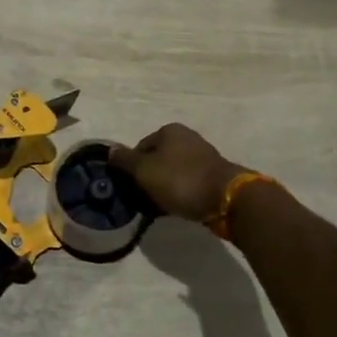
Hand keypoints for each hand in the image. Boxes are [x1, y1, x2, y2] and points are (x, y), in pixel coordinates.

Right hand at [109, 123, 246, 224]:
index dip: (132, 167)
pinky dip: (180, 192)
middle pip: (157, 158)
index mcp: (169, 130)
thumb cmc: (180, 180)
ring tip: (160, 205)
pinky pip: (188, 182)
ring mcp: (202, 155)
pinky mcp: (213, 174)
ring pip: (173, 171)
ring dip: (165, 186)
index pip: (140, 147)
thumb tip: (110, 149)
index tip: (131, 187)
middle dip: (149, 177)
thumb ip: (125, 160)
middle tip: (144, 198)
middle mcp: (186, 137)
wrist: (226, 198)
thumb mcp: (145, 171)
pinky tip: (178, 205)